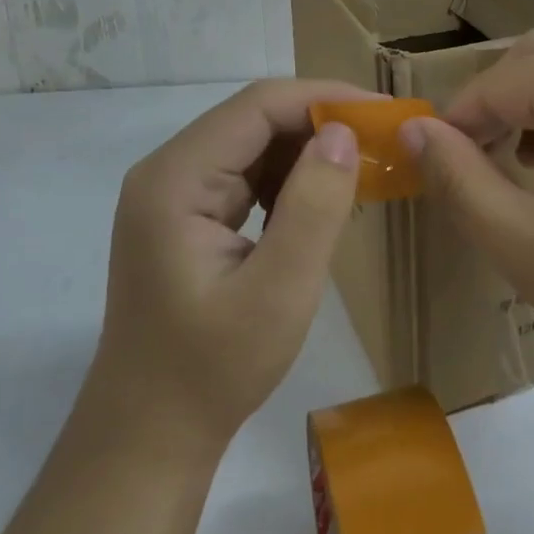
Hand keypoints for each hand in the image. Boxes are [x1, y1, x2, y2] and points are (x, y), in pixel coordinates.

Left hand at [81, 79, 367, 456]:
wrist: (149, 435)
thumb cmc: (212, 370)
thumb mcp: (278, 293)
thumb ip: (313, 208)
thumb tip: (344, 134)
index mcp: (176, 179)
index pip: (258, 107)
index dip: (324, 98)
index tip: (383, 114)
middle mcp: (168, 171)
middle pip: (254, 119)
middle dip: (321, 122)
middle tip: (384, 141)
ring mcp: (174, 192)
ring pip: (254, 144)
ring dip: (309, 150)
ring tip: (364, 168)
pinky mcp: (187, 214)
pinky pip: (246, 175)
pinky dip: (290, 179)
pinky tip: (324, 199)